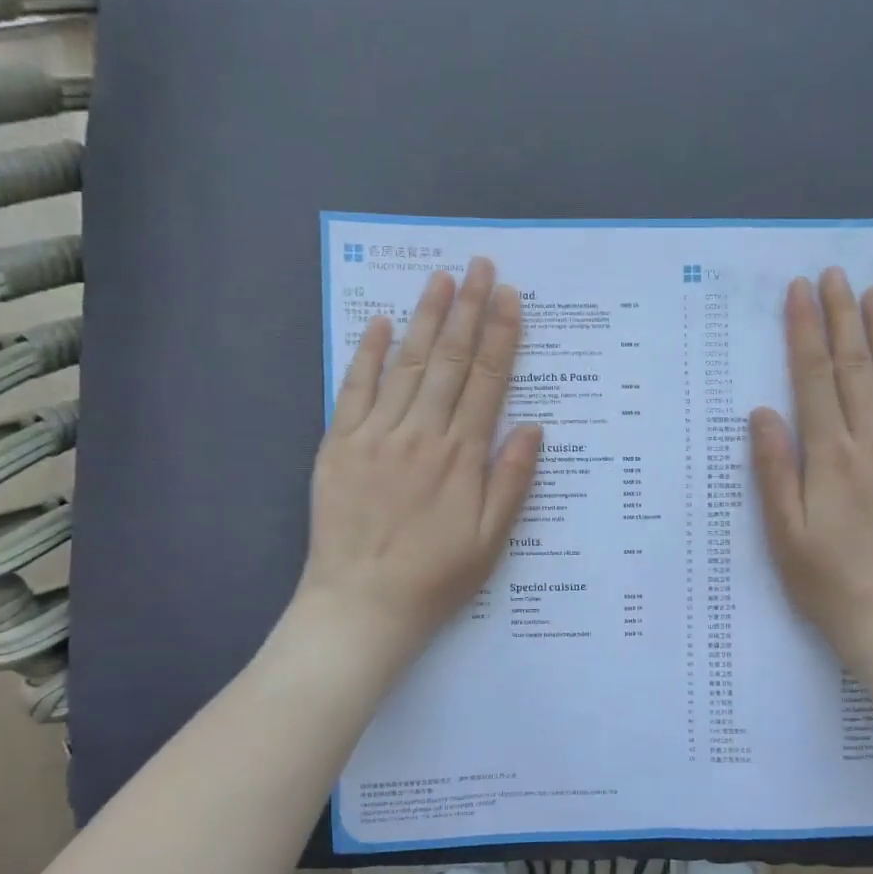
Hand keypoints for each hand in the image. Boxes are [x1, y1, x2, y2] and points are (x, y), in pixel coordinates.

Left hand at [295, 258, 541, 667]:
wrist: (361, 607)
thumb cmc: (435, 578)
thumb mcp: (491, 540)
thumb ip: (512, 480)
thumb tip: (532, 426)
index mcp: (462, 456)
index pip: (488, 381)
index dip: (501, 335)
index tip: (510, 297)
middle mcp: (421, 434)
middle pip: (451, 360)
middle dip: (469, 309)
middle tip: (481, 266)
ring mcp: (376, 435)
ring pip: (408, 364)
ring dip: (427, 318)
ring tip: (442, 278)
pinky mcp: (340, 445)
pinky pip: (356, 389)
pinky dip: (370, 354)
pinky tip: (383, 323)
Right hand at [750, 268, 872, 666]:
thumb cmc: (827, 579)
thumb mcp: (782, 532)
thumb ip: (773, 468)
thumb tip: (762, 411)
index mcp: (830, 456)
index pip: (815, 378)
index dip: (805, 331)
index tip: (799, 292)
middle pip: (856, 367)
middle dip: (841, 317)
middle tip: (835, 274)